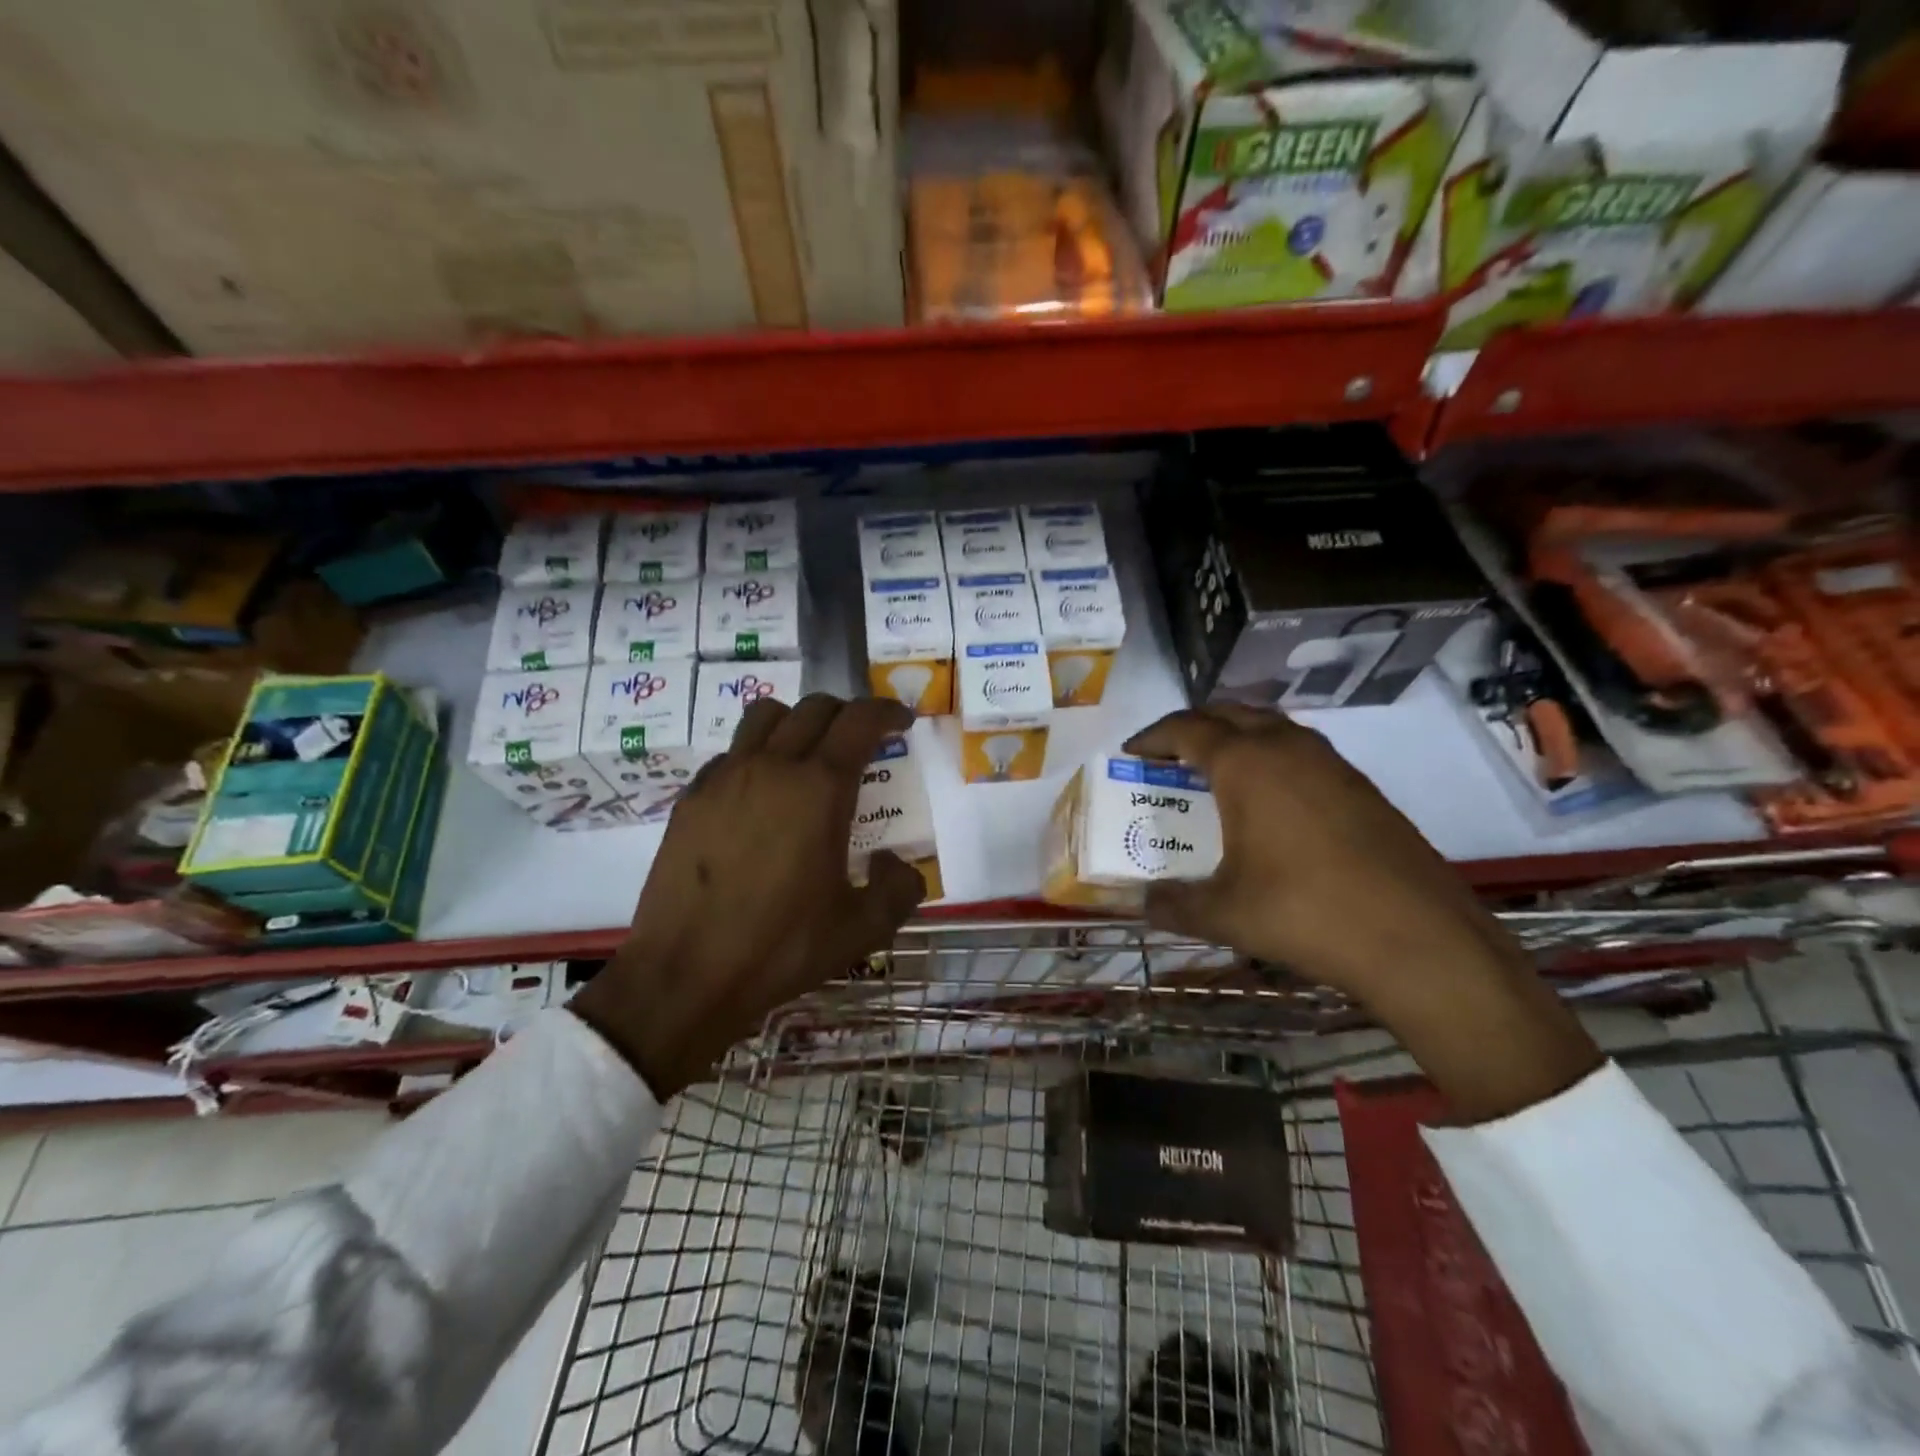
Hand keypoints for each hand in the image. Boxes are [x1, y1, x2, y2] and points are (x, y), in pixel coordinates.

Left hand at [572, 694, 925, 1099]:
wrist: (686, 975)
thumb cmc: (781, 948)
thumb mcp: (863, 928)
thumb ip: (899, 888)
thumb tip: (892, 861)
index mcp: (820, 789)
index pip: (860, 721)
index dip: (887, 712)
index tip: (901, 721)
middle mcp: (772, 767)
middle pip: (814, 708)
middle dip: (846, 713)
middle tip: (861, 739)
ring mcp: (724, 778)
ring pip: (765, 716)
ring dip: (797, 721)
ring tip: (807, 752)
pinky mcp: (691, 798)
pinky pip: (730, 753)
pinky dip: (755, 755)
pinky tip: (759, 794)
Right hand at [1125, 705, 1600, 1121]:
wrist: (1419, 939)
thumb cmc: (1305, 913)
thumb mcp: (1224, 914)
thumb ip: (1172, 904)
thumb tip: (1139, 904)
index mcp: (1245, 764)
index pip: (1187, 729)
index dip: (1153, 737)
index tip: (1131, 752)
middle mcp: (1288, 747)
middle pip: (1229, 713)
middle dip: (1193, 726)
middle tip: (1169, 755)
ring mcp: (1332, 764)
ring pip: (1272, 727)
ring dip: (1237, 736)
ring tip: (1215, 771)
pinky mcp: (1363, 787)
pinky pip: (1302, 751)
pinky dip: (1272, 758)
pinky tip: (1271, 802)